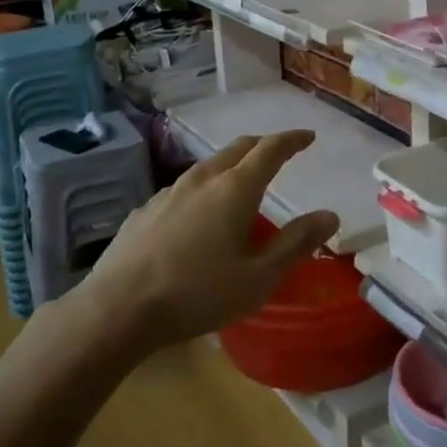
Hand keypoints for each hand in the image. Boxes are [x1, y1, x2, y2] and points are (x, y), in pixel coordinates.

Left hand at [67, 130, 338, 354]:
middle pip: (237, 149)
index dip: (292, 140)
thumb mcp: (259, 277)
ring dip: (231, 166)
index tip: (308, 136)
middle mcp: (202, 181)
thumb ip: (296, 243)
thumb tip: (329, 215)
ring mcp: (168, 193)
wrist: (117, 310)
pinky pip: (183, 189)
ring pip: (207, 167)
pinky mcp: (144, 212)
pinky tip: (197, 214)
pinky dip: (203, 189)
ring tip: (241, 181)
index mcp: (235, 190)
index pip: (270, 150)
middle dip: (262, 146)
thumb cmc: (198, 294)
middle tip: (279, 152)